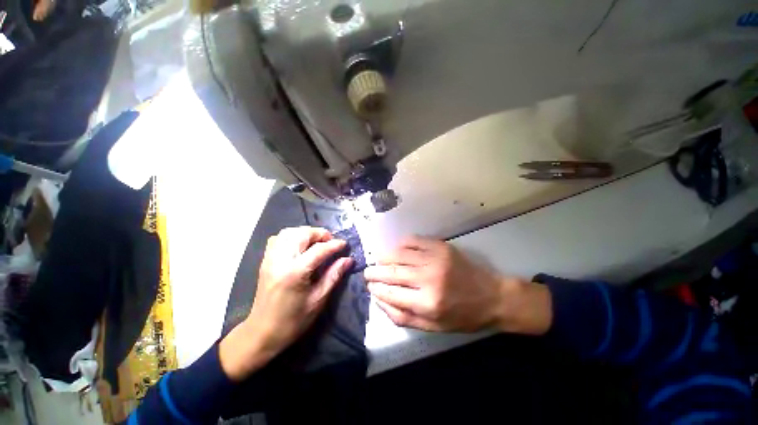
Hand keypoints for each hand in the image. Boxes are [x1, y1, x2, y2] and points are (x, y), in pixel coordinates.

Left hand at [220, 226, 352, 380]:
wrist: (262, 332)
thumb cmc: (294, 320)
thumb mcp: (319, 299)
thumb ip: (334, 275)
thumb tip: (348, 260)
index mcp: (295, 273)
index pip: (319, 249)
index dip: (334, 245)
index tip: (345, 244)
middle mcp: (281, 260)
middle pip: (302, 234)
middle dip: (320, 234)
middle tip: (331, 242)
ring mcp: (270, 259)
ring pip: (289, 232)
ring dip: (306, 233)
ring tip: (317, 242)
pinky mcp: (265, 260)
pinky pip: (278, 238)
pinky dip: (292, 236)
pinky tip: (300, 246)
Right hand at [364, 237, 551, 334]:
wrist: (492, 296)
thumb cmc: (462, 316)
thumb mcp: (433, 327)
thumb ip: (403, 317)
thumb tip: (379, 301)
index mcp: (427, 303)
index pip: (390, 293)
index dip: (376, 289)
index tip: (369, 286)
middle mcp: (428, 278)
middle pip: (392, 271)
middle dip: (374, 271)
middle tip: (367, 272)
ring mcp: (435, 258)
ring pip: (399, 253)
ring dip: (384, 256)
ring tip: (378, 260)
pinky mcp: (440, 246)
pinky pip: (413, 240)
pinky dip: (400, 244)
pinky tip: (397, 249)